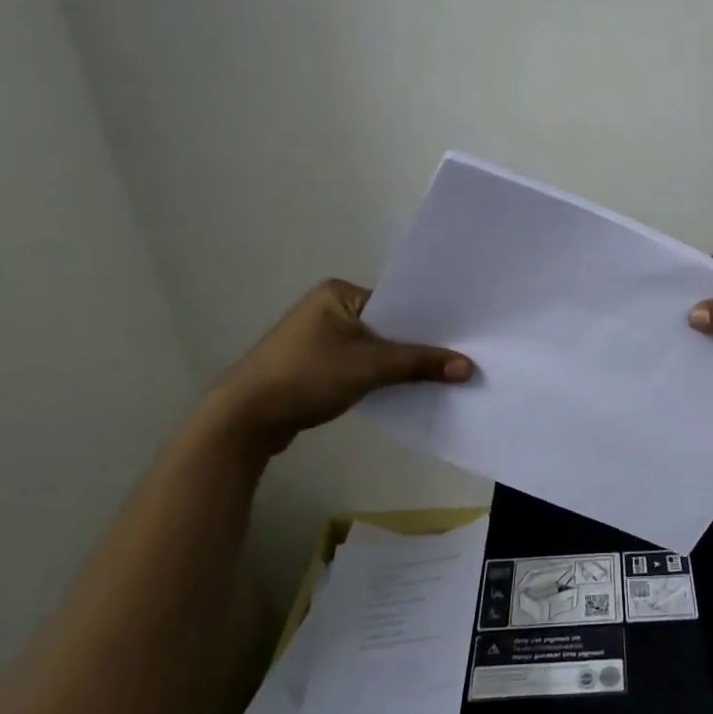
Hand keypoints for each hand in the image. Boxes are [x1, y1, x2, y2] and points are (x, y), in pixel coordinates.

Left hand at [211, 280, 471, 452]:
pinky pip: (359, 365)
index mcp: (338, 293)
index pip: (396, 302)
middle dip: (416, 345)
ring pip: (373, 348)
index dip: (428, 321)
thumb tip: (468, 368)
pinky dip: (379, 376)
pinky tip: (405, 389)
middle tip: (459, 357)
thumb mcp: (370, 366)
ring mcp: (319, 339)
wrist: (244, 419)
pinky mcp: (314, 366)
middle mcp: (328, 309)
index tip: (462, 335)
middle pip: (387, 326)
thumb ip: (419, 364)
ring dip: (398, 364)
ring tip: (439, 375)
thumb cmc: (306, 376)